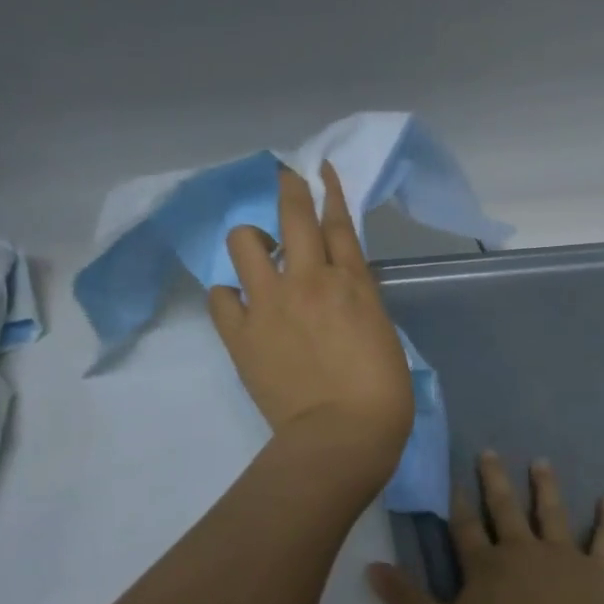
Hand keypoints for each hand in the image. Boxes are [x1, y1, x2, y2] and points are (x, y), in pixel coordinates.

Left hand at [208, 164, 413, 484]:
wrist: (342, 434)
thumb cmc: (381, 393)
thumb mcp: (382, 333)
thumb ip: (358, 301)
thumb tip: (337, 291)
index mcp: (353, 283)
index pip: (338, 222)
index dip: (328, 191)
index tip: (318, 168)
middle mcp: (309, 280)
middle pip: (293, 216)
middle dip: (288, 188)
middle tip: (284, 178)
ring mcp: (270, 303)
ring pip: (244, 243)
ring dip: (252, 242)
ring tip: (259, 259)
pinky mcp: (241, 333)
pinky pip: (221, 295)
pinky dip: (229, 294)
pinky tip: (240, 303)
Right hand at [366, 452, 603, 603]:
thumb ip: (408, 603)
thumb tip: (372, 566)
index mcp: (485, 568)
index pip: (465, 529)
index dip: (457, 505)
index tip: (453, 480)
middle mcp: (522, 551)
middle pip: (505, 510)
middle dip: (495, 482)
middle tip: (491, 451)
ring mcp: (564, 556)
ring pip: (551, 513)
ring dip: (545, 488)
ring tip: (541, 462)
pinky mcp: (601, 570)